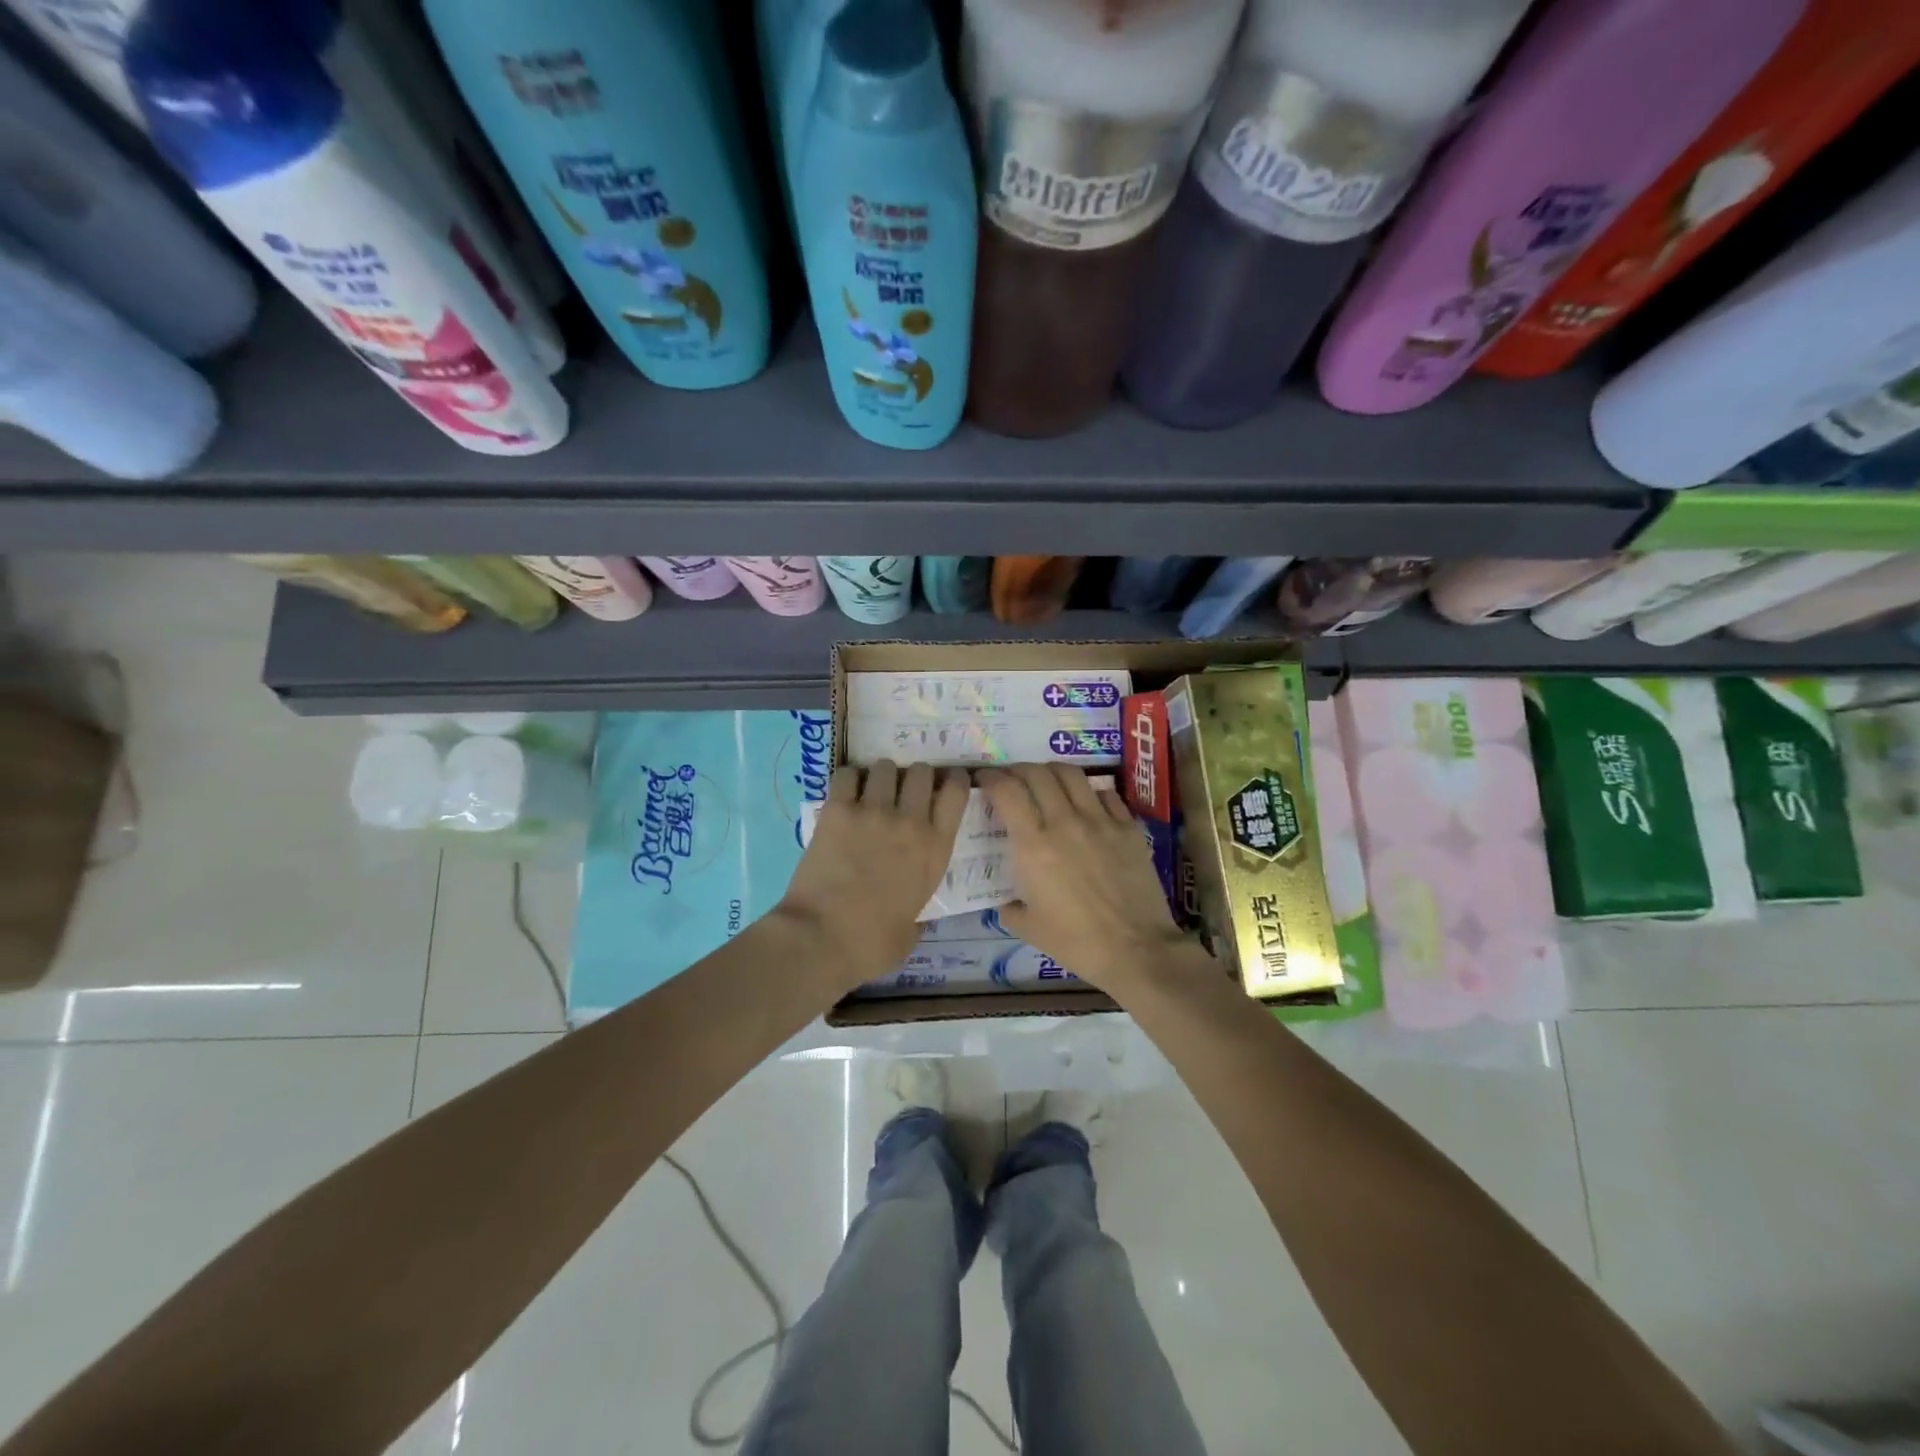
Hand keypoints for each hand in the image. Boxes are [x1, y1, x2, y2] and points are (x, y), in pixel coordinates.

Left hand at [774, 760, 969, 987]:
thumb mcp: (911, 932)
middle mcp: (910, 822)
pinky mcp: (838, 811)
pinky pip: (847, 775)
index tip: (945, 784)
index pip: (957, 792)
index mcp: (935, 850)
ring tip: (871, 791)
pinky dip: (848, 780)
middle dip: (915, 777)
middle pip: (922, 771)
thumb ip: (918, 915)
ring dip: (881, 776)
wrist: (821, 939)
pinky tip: (845, 794)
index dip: (953, 781)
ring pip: (886, 767)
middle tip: (903, 791)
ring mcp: (873, 812)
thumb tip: (914, 918)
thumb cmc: (870, 945)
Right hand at [978, 764, 1189, 987]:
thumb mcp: (1029, 928)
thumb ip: (1010, 907)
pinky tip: (1086, 803)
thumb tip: (1006, 900)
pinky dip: (1090, 791)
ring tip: (1047, 782)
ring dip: (1052, 772)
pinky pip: (1106, 794)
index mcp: (1034, 846)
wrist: (1137, 949)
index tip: (984, 780)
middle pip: (1037, 774)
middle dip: (1018, 770)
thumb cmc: (1077, 943)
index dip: (991, 778)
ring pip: (1071, 774)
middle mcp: (1064, 822)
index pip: (1007, 791)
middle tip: (1013, 780)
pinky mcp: (1128, 827)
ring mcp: (1100, 821)